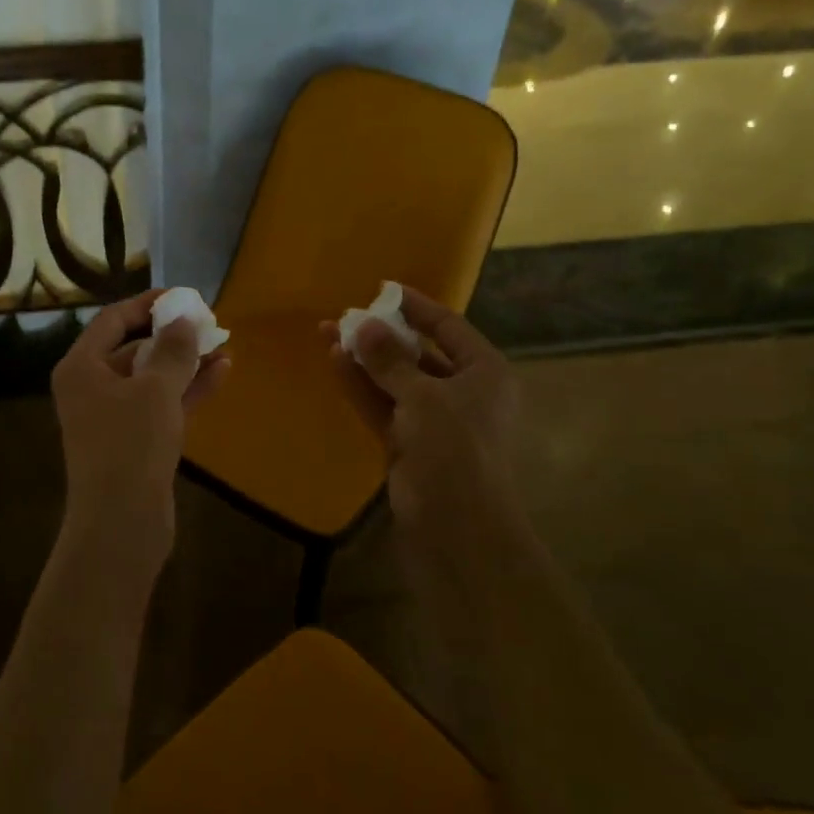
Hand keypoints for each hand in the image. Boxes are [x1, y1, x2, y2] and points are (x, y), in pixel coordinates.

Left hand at [52, 290, 229, 557]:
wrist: (121, 523)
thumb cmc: (131, 445)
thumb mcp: (156, 389)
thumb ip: (172, 348)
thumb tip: (184, 316)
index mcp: (81, 367)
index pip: (112, 320)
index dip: (147, 304)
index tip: (183, 296)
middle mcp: (91, 387)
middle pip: (132, 347)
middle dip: (171, 335)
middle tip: (208, 323)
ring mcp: (112, 417)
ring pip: (151, 377)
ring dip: (185, 362)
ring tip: (223, 345)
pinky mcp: (134, 441)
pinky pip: (161, 404)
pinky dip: (187, 389)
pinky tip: (221, 372)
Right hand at [322, 285, 518, 527]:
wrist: (455, 524)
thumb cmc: (454, 448)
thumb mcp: (423, 395)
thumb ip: (389, 359)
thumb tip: (363, 323)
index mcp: (484, 372)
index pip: (448, 327)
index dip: (417, 307)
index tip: (383, 289)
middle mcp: (462, 391)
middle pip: (418, 353)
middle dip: (382, 335)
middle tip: (347, 315)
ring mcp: (433, 419)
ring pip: (394, 380)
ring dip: (365, 359)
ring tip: (328, 332)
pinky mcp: (408, 442)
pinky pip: (383, 404)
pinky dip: (362, 385)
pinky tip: (336, 362)